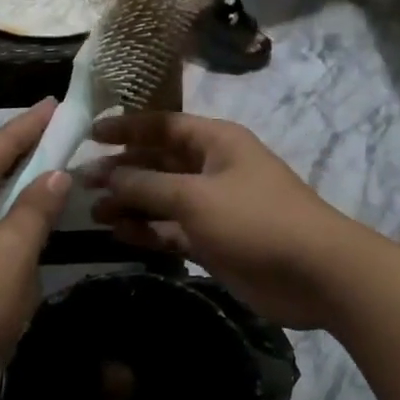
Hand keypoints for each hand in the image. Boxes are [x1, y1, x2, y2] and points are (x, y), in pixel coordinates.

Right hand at [85, 112, 361, 329]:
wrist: (317, 274)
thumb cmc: (256, 220)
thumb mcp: (196, 197)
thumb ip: (148, 185)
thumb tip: (108, 173)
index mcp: (215, 141)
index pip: (162, 125)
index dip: (126, 128)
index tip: (89, 134)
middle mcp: (212, 167)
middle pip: (158, 162)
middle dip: (122, 170)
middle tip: (82, 182)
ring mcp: (213, 206)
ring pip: (162, 197)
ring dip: (130, 202)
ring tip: (94, 211)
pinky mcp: (214, 240)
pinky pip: (172, 229)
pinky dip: (148, 230)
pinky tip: (119, 233)